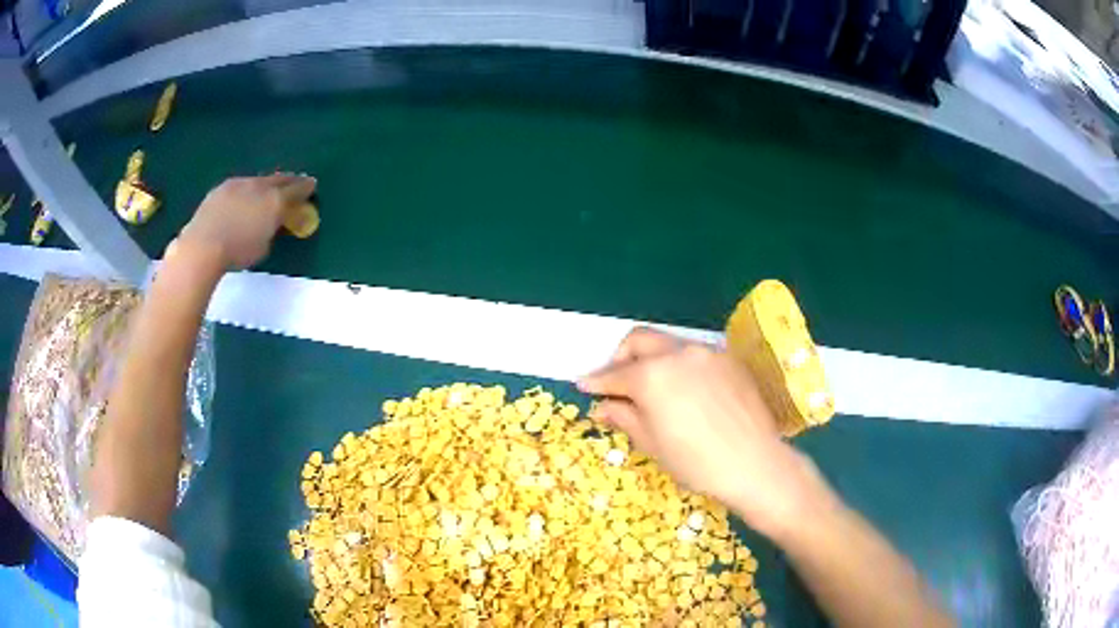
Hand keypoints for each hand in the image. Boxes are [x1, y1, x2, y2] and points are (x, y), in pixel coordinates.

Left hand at [172, 173, 316, 269]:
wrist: (203, 245)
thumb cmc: (237, 252)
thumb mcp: (263, 246)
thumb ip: (272, 229)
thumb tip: (273, 222)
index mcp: (275, 201)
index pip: (297, 189)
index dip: (306, 188)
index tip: (312, 186)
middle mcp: (260, 186)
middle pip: (279, 179)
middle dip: (289, 181)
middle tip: (295, 182)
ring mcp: (240, 183)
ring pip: (259, 180)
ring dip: (267, 184)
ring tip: (269, 190)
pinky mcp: (223, 187)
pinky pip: (241, 185)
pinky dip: (247, 189)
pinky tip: (244, 197)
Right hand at [578, 327, 834, 538]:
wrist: (754, 463)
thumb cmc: (696, 462)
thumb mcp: (652, 443)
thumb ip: (624, 416)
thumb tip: (602, 405)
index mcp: (652, 375)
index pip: (615, 374)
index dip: (596, 381)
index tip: (583, 385)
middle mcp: (678, 353)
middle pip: (638, 340)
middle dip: (620, 357)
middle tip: (616, 382)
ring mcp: (706, 353)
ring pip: (668, 345)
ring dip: (652, 360)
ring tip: (651, 388)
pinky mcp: (728, 360)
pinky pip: (695, 356)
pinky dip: (679, 367)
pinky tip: (685, 392)